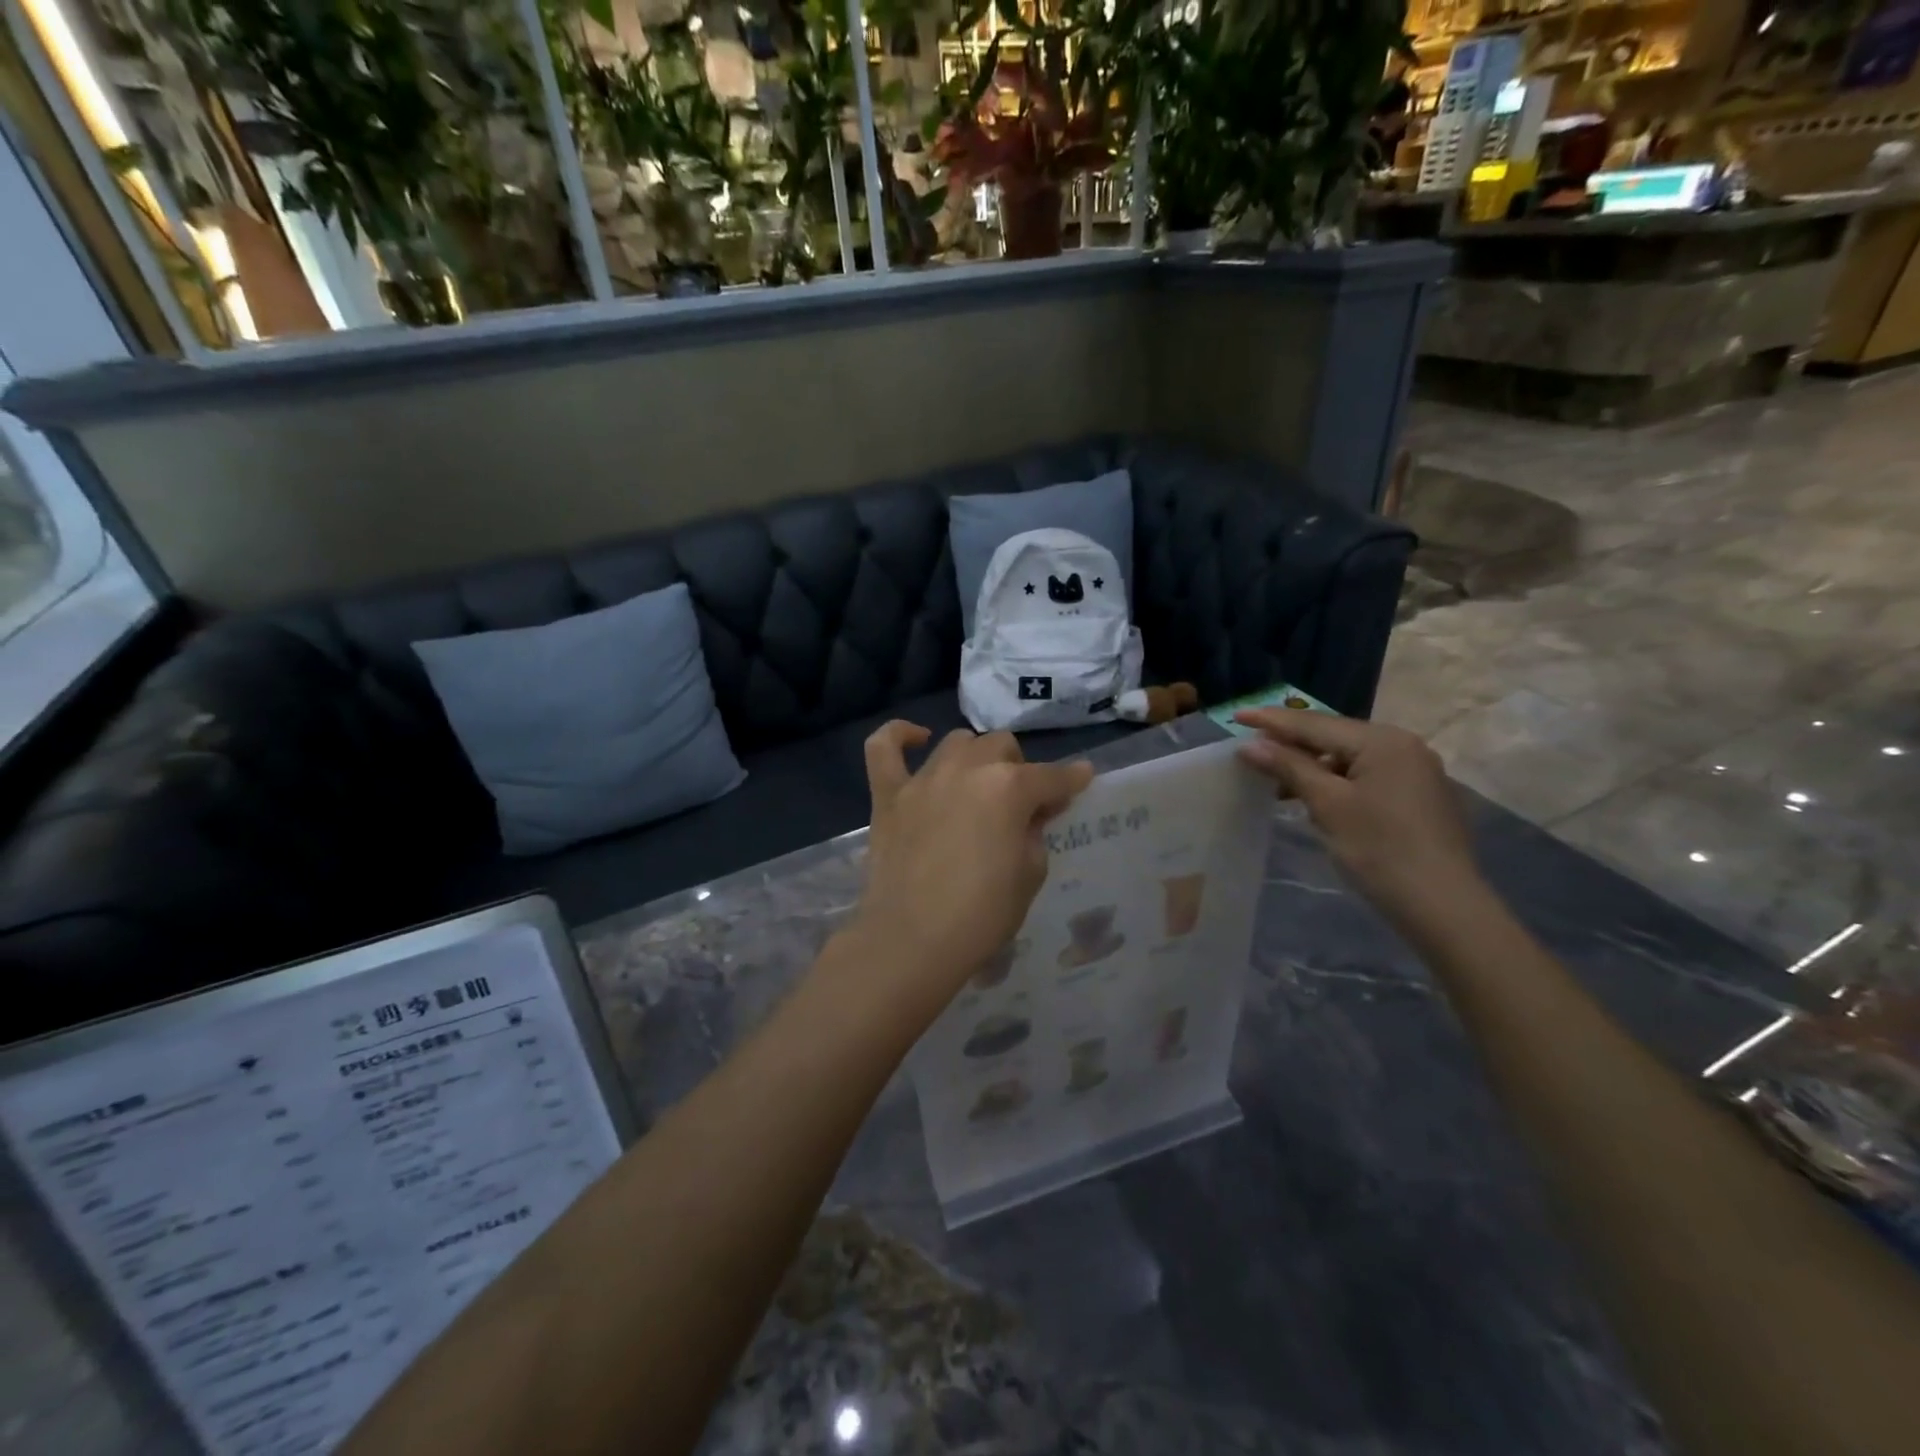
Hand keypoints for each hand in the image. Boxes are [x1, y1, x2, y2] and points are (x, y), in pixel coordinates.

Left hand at [849, 723, 1092, 1018]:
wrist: (911, 941)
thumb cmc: (981, 916)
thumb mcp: (1030, 875)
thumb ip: (1033, 833)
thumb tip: (1028, 814)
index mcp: (1009, 788)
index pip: (1051, 776)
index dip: (1071, 780)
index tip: (1081, 780)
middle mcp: (967, 769)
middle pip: (1002, 746)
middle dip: (1018, 769)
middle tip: (1020, 804)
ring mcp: (924, 778)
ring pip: (957, 742)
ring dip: (975, 757)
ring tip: (977, 784)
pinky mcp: (888, 795)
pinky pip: (884, 747)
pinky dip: (899, 736)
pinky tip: (917, 740)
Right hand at [1235, 709, 1483, 928]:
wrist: (1442, 905)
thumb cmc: (1379, 849)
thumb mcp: (1327, 804)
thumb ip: (1288, 767)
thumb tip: (1250, 745)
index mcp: (1382, 740)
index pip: (1315, 723)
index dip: (1271, 720)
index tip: (1236, 715)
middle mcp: (1403, 745)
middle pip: (1334, 736)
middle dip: (1291, 742)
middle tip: (1251, 746)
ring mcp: (1415, 770)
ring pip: (1349, 758)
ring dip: (1311, 765)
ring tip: (1274, 778)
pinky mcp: (1418, 795)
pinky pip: (1366, 775)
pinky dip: (1335, 781)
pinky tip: (1313, 796)